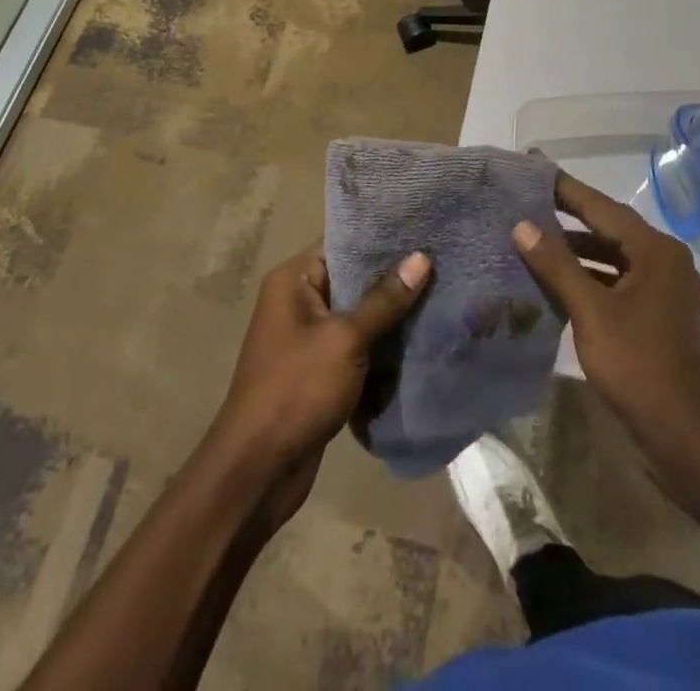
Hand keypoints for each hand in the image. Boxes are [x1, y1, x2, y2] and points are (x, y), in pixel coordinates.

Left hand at [207, 242, 430, 510]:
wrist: (258, 471)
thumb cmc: (296, 389)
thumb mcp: (345, 339)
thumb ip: (385, 299)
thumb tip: (422, 258)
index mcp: (294, 280)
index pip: (342, 243)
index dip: (381, 237)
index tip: (424, 230)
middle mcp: (297, 301)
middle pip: (353, 277)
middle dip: (393, 276)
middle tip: (441, 262)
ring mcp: (307, 337)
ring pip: (358, 313)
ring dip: (391, 313)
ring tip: (441, 294)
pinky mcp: (319, 369)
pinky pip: (356, 344)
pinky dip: (381, 343)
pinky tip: (420, 337)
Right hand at [512, 172, 699, 497]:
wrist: (687, 439)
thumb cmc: (639, 367)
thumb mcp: (591, 313)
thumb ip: (557, 265)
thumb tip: (523, 225)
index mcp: (656, 251)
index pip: (602, 207)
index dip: (565, 188)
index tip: (534, 165)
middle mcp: (666, 260)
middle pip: (610, 227)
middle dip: (569, 216)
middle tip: (528, 200)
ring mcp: (666, 289)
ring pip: (614, 256)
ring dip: (578, 249)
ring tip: (534, 238)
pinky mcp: (660, 314)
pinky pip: (619, 280)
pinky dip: (591, 276)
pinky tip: (560, 281)